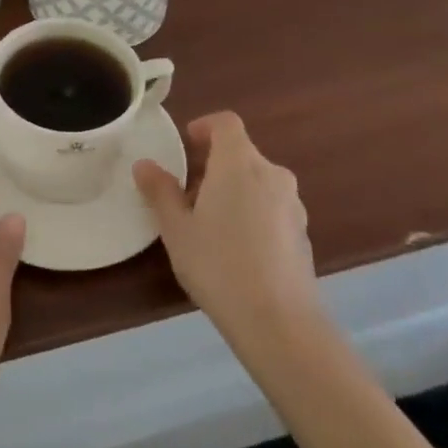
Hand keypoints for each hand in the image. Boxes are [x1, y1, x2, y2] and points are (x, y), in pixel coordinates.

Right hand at [134, 112, 318, 338]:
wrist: (281, 324)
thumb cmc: (220, 265)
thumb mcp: (177, 229)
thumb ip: (160, 192)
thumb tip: (144, 165)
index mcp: (239, 162)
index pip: (226, 123)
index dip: (205, 127)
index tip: (187, 144)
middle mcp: (271, 174)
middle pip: (242, 153)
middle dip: (214, 165)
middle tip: (189, 193)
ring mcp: (293, 205)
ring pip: (259, 181)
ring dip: (235, 190)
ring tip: (211, 224)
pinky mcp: (303, 234)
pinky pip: (273, 208)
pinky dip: (254, 213)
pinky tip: (238, 250)